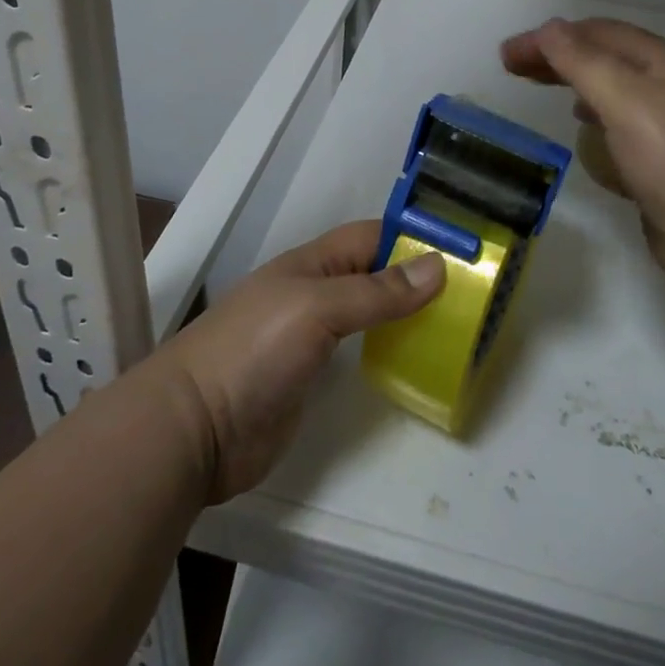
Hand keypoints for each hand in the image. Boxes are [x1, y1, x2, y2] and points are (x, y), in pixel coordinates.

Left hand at [152, 220, 443, 501]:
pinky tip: (416, 362)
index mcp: (313, 264)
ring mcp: (312, 338)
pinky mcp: (311, 378)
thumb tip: (437, 266)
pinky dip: (388, 351)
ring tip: (456, 324)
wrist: (193, 428)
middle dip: (416, 276)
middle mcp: (316, 294)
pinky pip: (360, 354)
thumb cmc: (253, 351)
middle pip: (374, 273)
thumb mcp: (317, 309)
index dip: (412, 237)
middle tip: (471, 292)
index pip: (371, 237)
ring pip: (370, 313)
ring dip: (406, 314)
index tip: (462, 248)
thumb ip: (376, 291)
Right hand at [501, 17, 664, 296]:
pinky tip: (586, 131)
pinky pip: (624, 125)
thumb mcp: (624, 102)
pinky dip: (597, 117)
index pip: (596, 33)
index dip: (549, 37)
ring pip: (614, 90)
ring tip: (543, 87)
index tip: (507, 54)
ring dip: (576, 82)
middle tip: (512, 67)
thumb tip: (549, 28)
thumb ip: (583, 62)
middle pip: (605, 57)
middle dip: (558, 57)